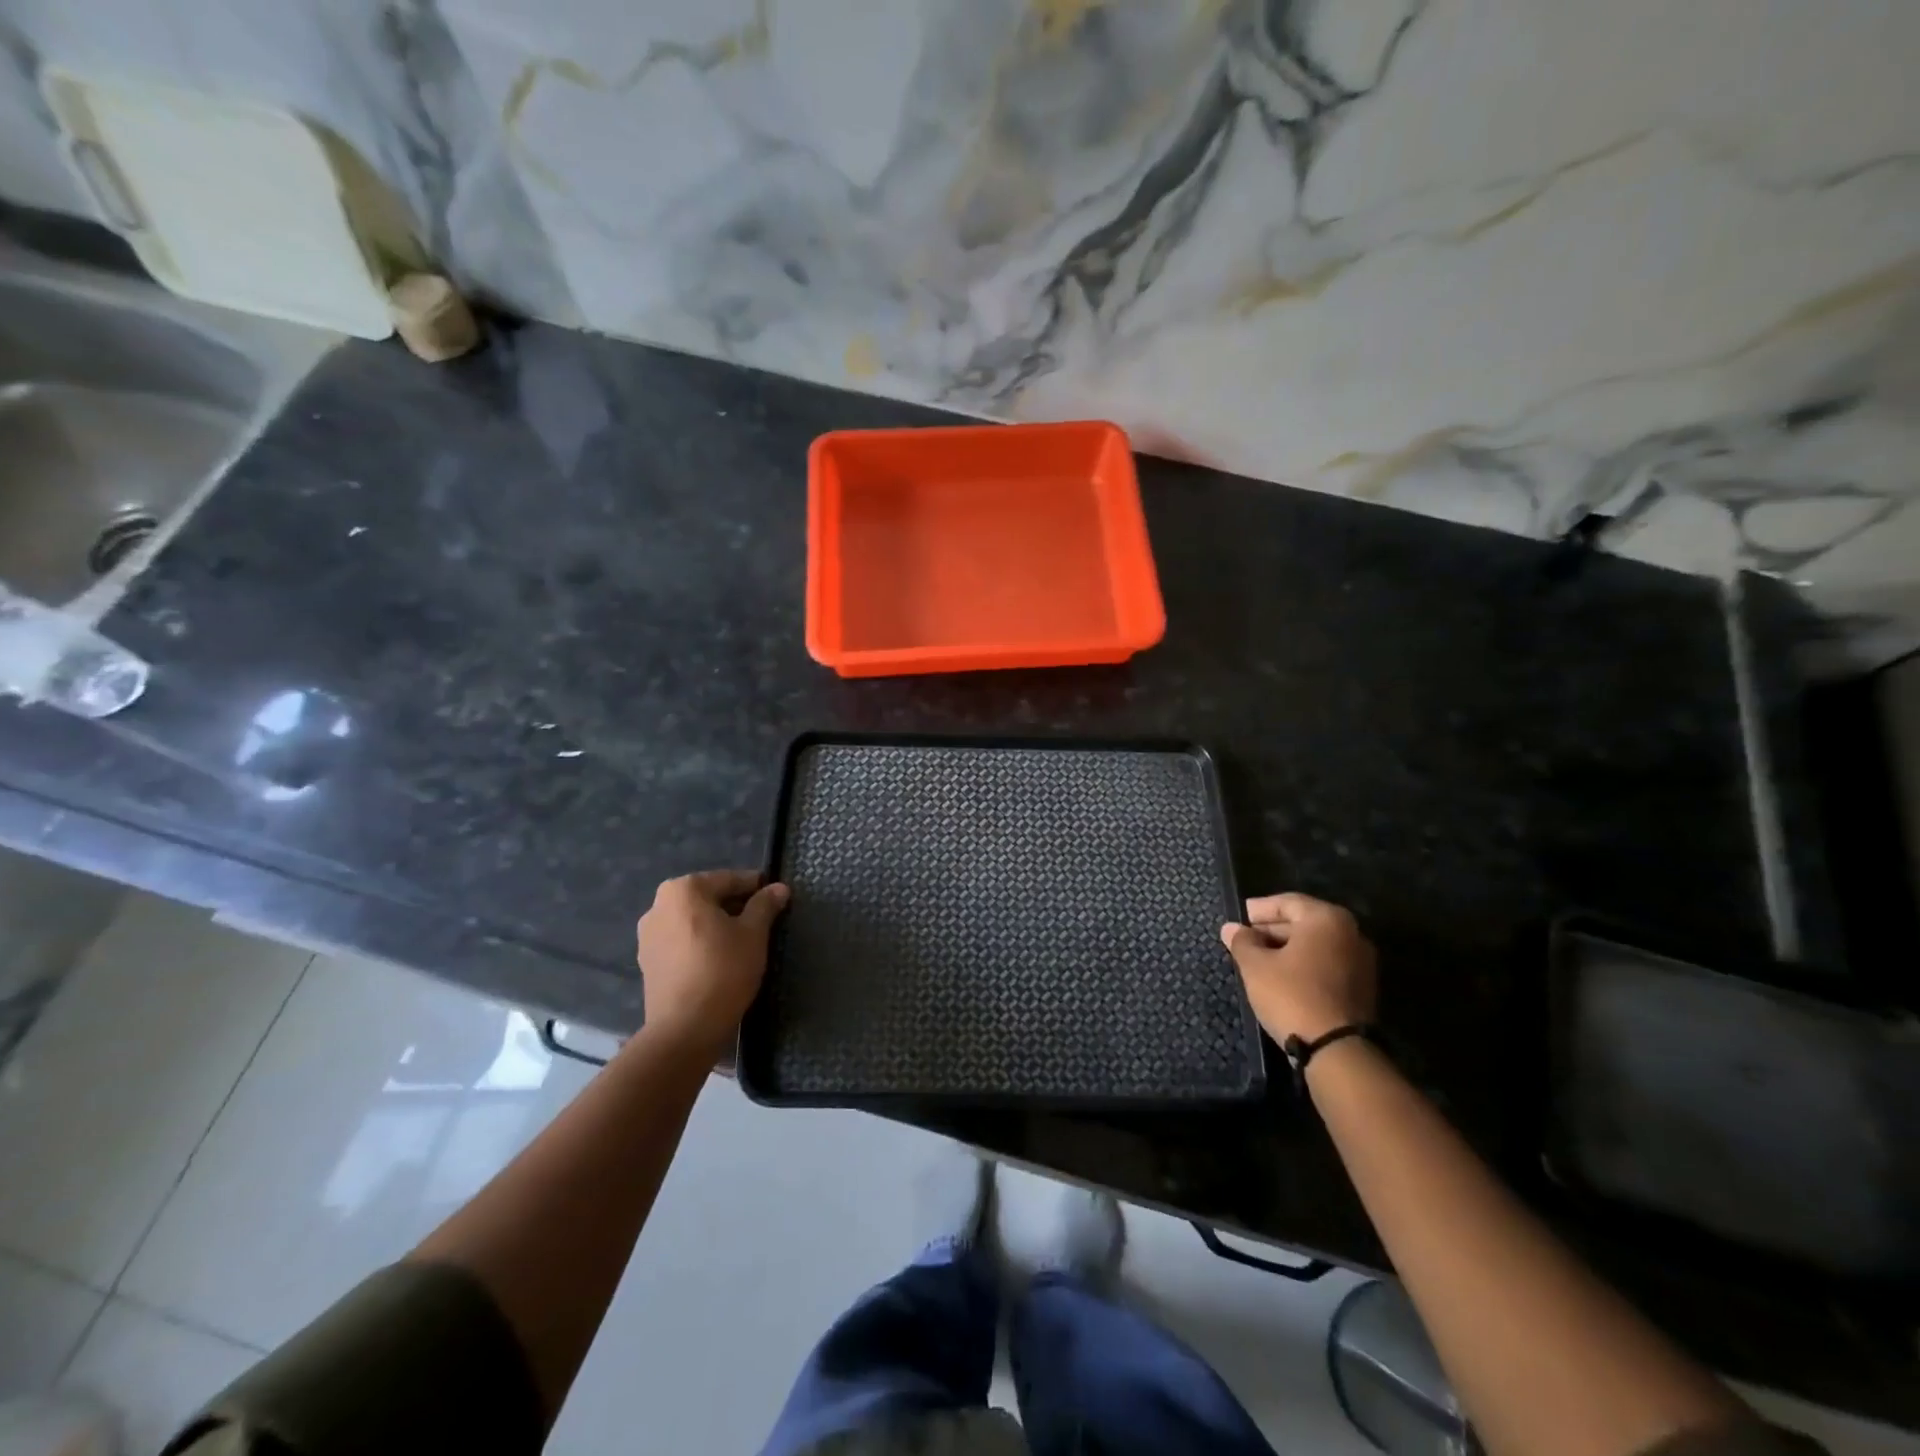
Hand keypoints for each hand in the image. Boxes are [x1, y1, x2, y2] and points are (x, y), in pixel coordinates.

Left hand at [637, 869, 788, 1055]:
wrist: (685, 1028)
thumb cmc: (723, 970)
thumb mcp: (754, 934)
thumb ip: (765, 905)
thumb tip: (779, 888)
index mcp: (683, 890)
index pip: (729, 879)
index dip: (756, 887)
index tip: (776, 898)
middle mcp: (658, 905)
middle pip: (708, 897)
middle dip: (735, 906)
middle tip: (763, 922)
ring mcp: (648, 935)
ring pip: (693, 920)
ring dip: (717, 925)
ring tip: (743, 943)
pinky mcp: (647, 962)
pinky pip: (681, 941)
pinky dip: (700, 943)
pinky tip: (719, 960)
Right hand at [1221, 892, 1376, 1043]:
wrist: (1336, 1049)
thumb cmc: (1291, 995)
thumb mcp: (1256, 966)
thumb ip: (1242, 941)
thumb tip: (1231, 927)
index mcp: (1327, 919)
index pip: (1288, 902)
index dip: (1260, 909)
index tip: (1241, 916)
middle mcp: (1351, 933)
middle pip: (1305, 922)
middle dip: (1273, 928)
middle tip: (1246, 938)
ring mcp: (1361, 961)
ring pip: (1317, 944)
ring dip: (1288, 948)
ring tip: (1260, 959)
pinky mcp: (1362, 987)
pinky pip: (1327, 963)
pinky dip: (1305, 964)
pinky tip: (1282, 976)